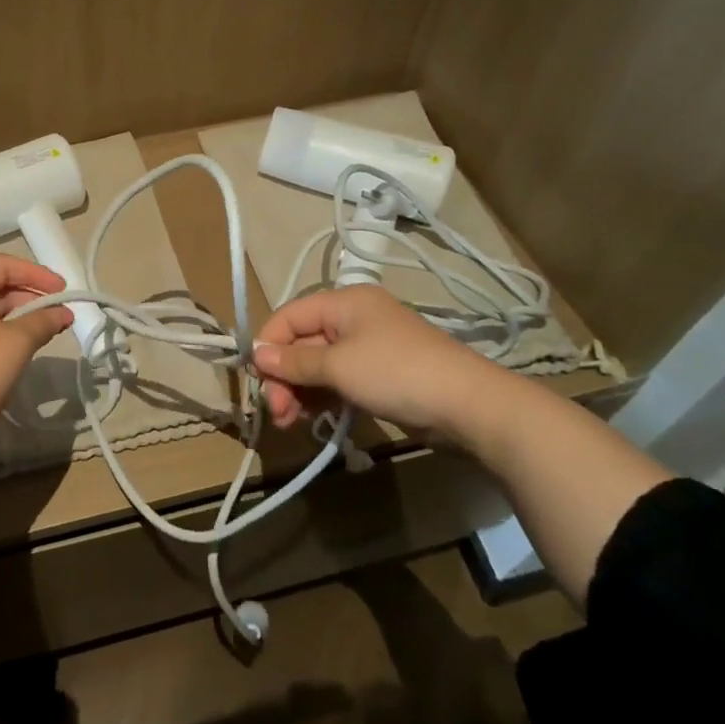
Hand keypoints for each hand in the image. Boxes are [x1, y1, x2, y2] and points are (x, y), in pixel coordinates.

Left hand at [0, 254, 72, 434]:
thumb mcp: (15, 342)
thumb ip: (42, 320)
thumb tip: (63, 313)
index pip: (0, 265)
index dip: (35, 272)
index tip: (64, 289)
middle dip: (31, 295)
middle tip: (61, 312)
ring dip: (21, 317)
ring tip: (51, 331)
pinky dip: (7, 336)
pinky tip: (26, 350)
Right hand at [252, 284, 500, 445]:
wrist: (468, 405)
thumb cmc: (396, 373)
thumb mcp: (339, 366)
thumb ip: (295, 362)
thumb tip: (256, 355)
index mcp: (343, 302)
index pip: (289, 315)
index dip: (268, 345)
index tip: (258, 381)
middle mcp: (353, 318)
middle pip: (302, 341)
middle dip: (284, 375)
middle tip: (277, 413)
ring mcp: (368, 347)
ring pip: (318, 364)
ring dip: (299, 390)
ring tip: (291, 421)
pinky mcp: (379, 374)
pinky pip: (338, 379)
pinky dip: (322, 395)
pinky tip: (313, 417)